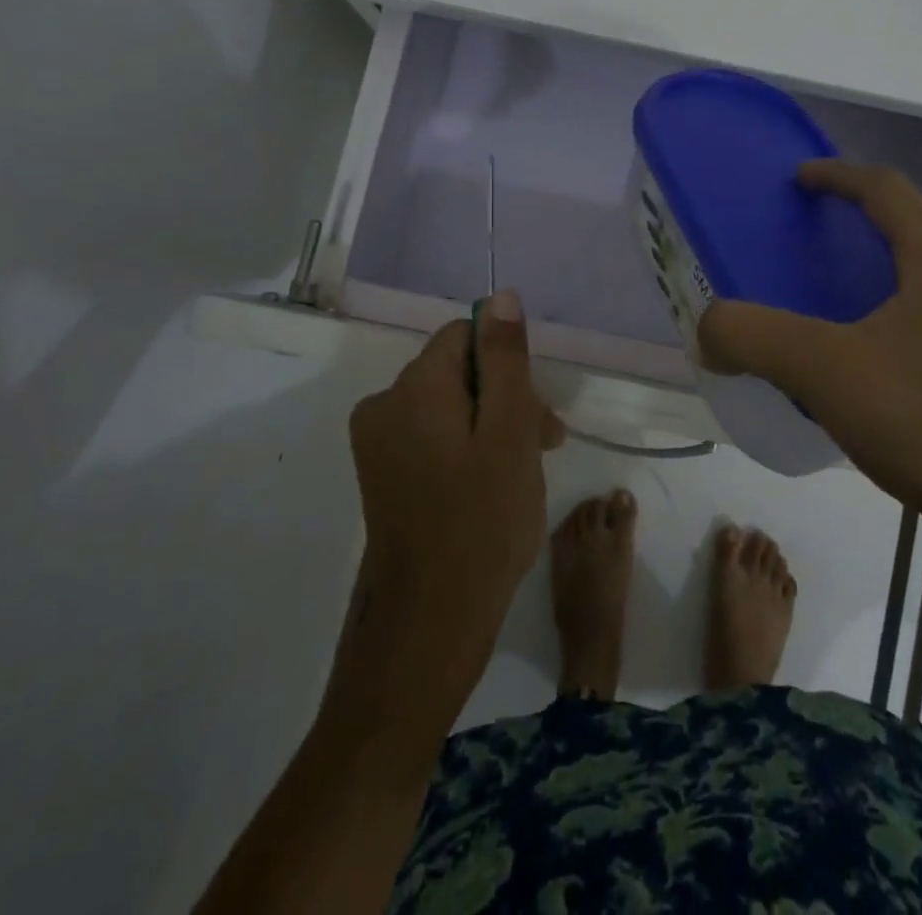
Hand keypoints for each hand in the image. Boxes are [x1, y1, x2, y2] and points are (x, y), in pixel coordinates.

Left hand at [348, 291, 563, 671]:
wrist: (428, 625)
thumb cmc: (482, 522)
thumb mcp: (509, 431)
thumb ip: (506, 359)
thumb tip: (501, 296)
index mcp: (413, 386)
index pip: (468, 335)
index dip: (510, 366)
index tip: (537, 415)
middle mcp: (384, 403)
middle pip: (460, 371)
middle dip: (506, 398)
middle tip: (543, 448)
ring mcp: (378, 442)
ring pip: (451, 405)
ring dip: (492, 426)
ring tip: (522, 474)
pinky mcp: (382, 474)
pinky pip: (434, 436)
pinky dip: (467, 449)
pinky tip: (490, 486)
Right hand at [697, 161, 921, 566]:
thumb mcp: (822, 373)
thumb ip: (753, 338)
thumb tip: (707, 330)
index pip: (886, 189)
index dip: (838, 175)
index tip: (802, 178)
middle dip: (875, 219)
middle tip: (832, 240)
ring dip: (914, 259)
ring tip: (874, 290)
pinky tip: (908, 350)